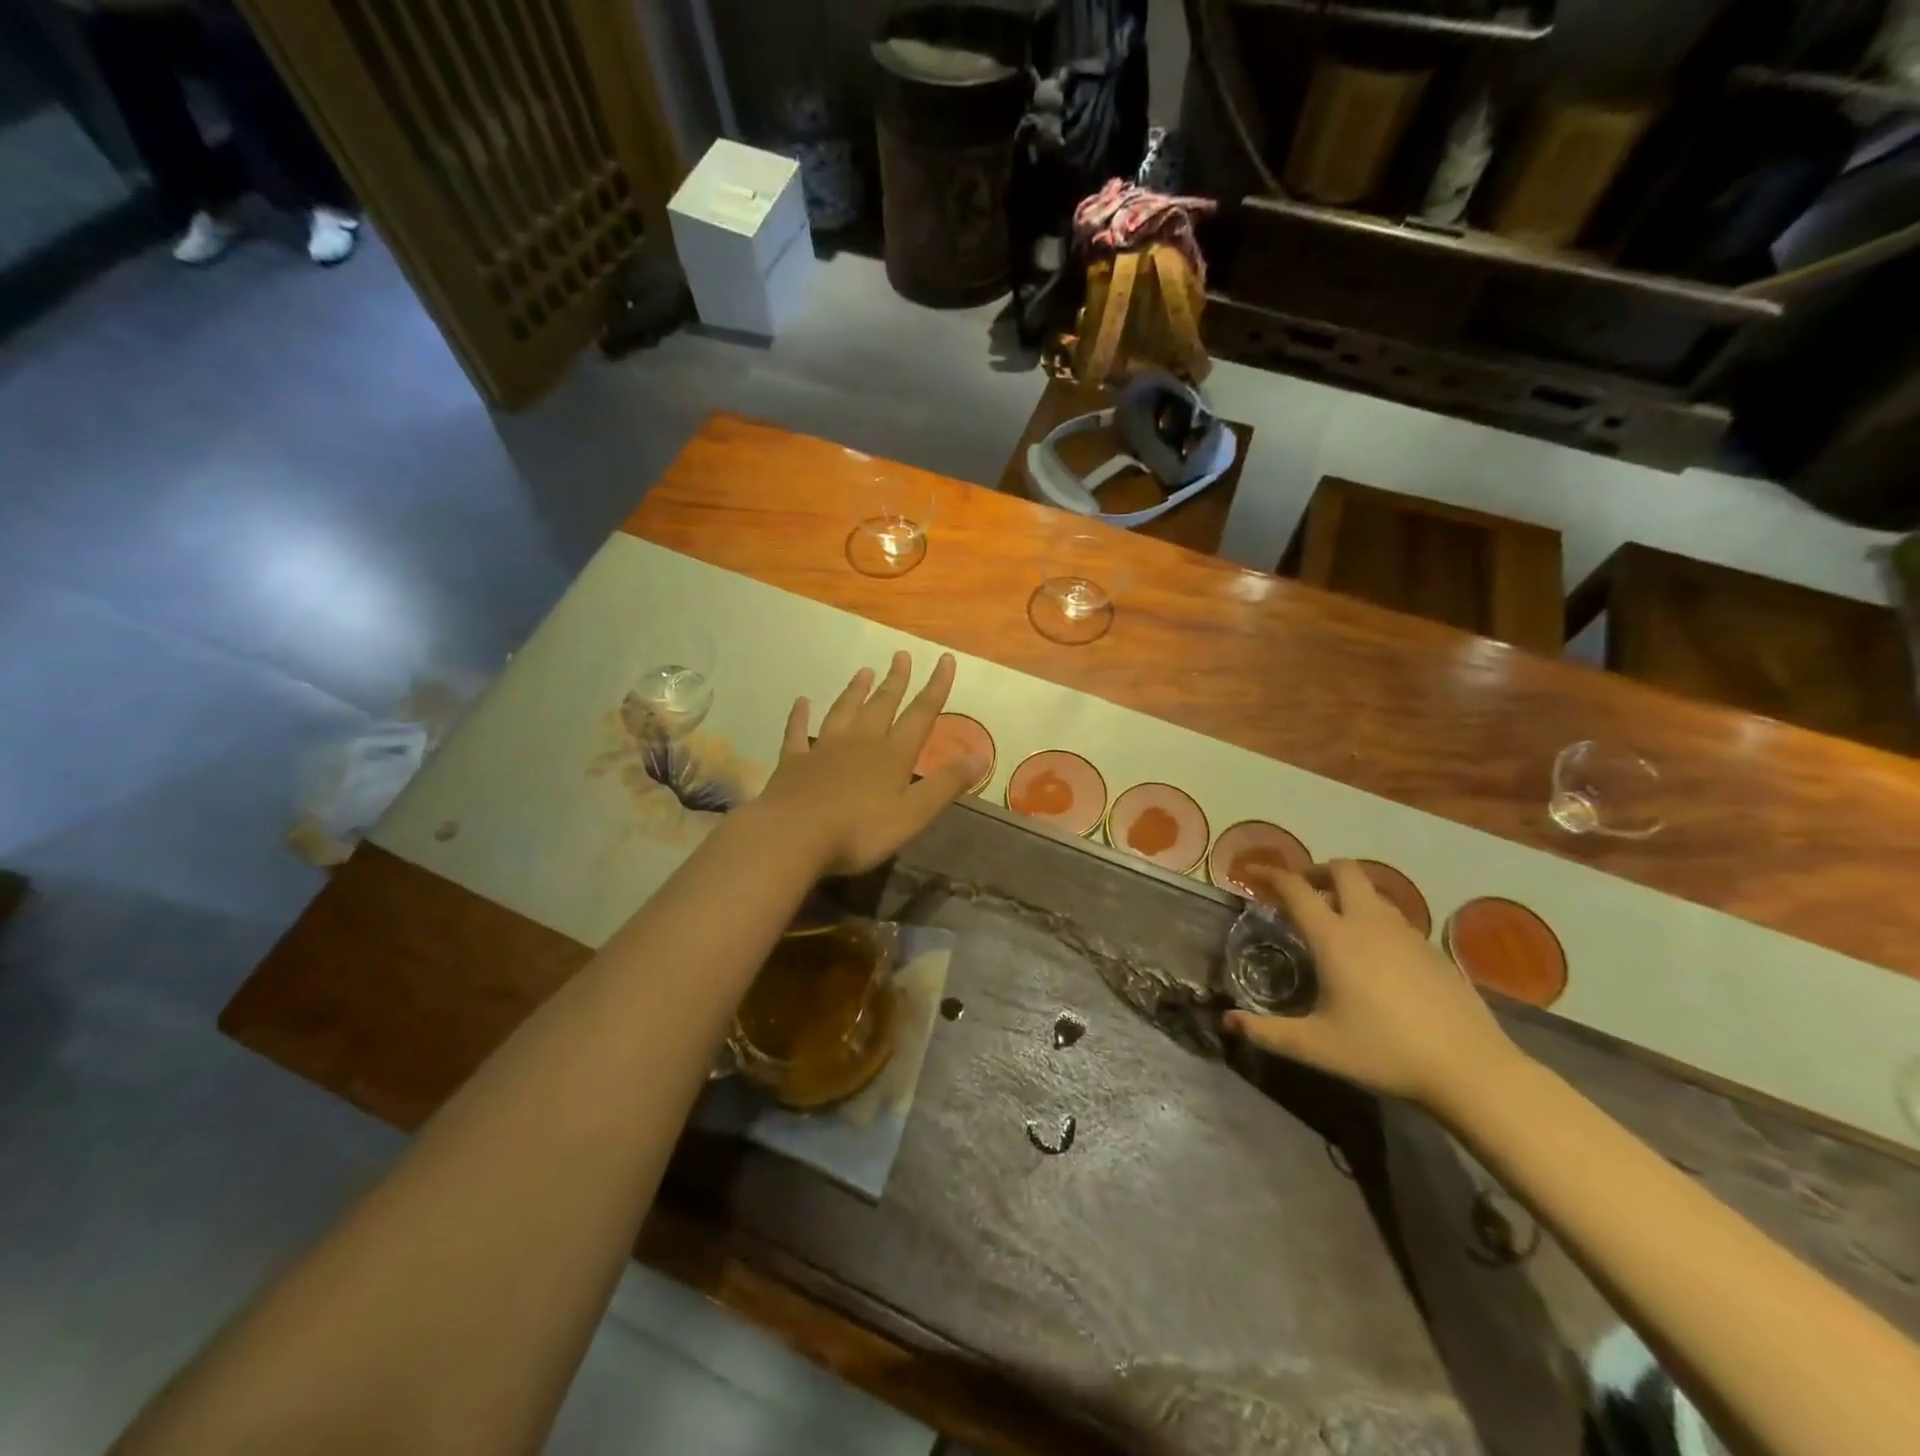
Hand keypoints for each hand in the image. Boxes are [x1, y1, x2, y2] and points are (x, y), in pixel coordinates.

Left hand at [752, 651, 982, 877]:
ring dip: (855, 691)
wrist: (792, 836)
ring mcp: (823, 749)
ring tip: (864, 671)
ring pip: (843, 711)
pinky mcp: (793, 762)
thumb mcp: (913, 813)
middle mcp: (860, 742)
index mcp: (892, 755)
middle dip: (895, 680)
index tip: (945, 659)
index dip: (935, 687)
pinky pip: (797, 732)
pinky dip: (800, 716)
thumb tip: (981, 755)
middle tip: (901, 655)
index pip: (920, 714)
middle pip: (882, 704)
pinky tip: (801, 702)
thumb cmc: (859, 831)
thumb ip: (946, 784)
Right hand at [1223, 860, 1523, 1109]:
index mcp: (1334, 938)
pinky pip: (1395, 918)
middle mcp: (1369, 923)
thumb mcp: (1316, 1047)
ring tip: (1334, 920)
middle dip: (1316, 871)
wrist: (1471, 1070)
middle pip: (1343, 870)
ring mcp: (1407, 934)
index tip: (1250, 872)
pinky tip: (1374, 954)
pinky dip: (1374, 918)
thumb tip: (1227, 1021)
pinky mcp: (1433, 950)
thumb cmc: (1384, 1052)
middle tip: (1300, 892)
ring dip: (1347, 893)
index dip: (1269, 875)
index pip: (1295, 889)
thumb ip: (1267, 1032)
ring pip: (1372, 892)